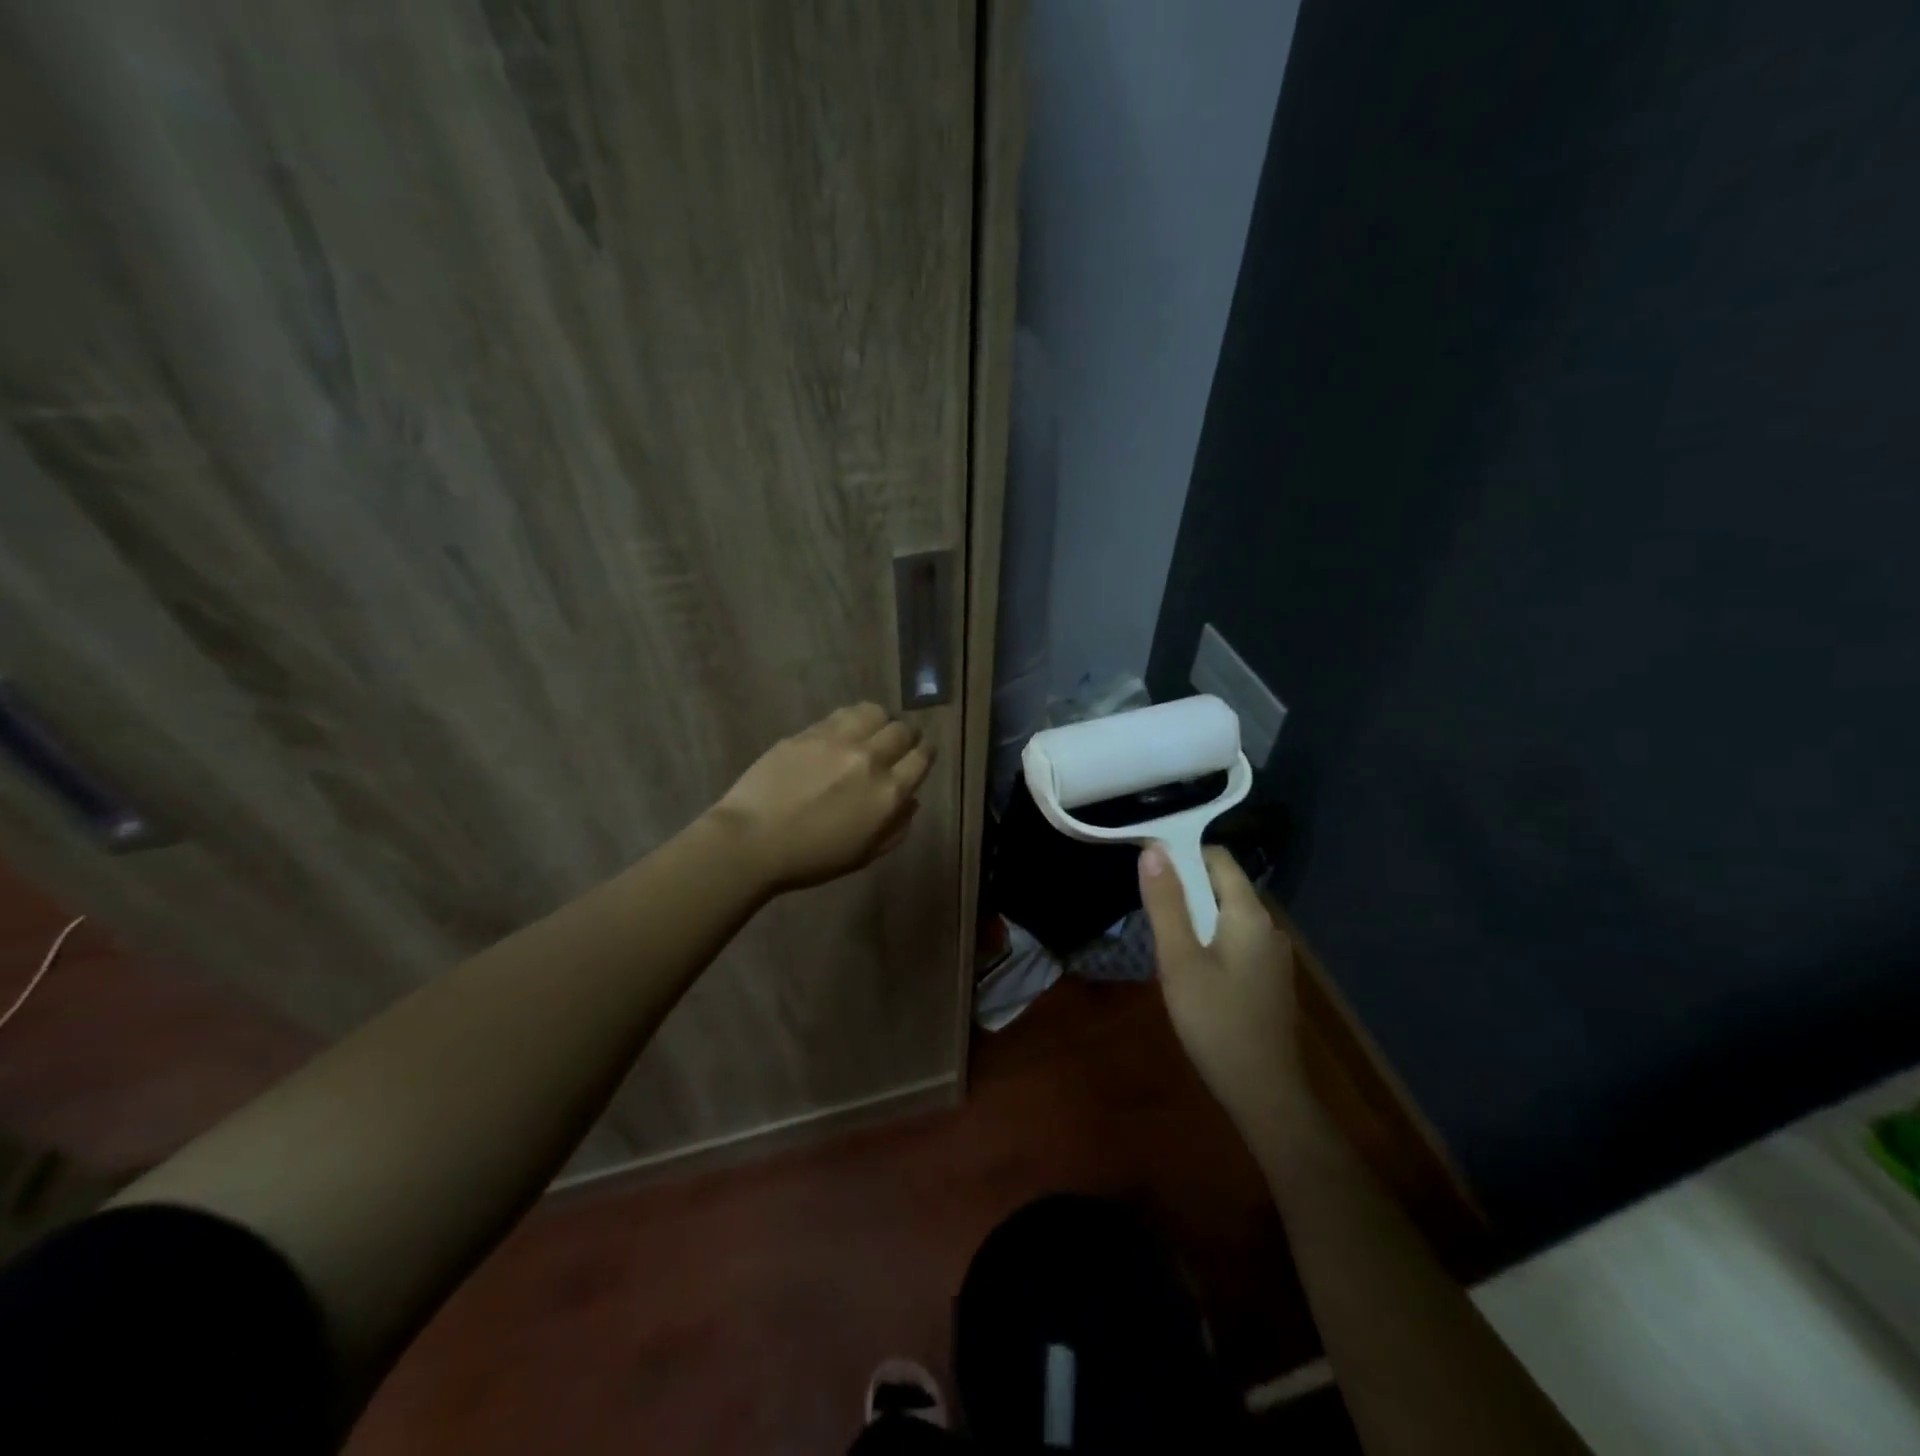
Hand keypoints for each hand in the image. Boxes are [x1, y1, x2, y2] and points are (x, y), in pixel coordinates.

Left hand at [708, 702, 934, 893]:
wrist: (752, 841)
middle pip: (903, 730)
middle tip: (898, 744)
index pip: (922, 758)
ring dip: (881, 720)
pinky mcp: (810, 732)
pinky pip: (843, 714)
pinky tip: (844, 731)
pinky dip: (853, 720)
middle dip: (906, 735)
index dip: (926, 753)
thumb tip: (911, 802)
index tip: (921, 754)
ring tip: (872, 730)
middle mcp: (870, 760)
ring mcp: (838, 741)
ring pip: (876, 712)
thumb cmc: (811, 858)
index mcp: (888, 794)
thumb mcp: (864, 854)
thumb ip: (895, 828)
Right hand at [1138, 844, 1305, 1136]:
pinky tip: (1190, 969)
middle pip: (1222, 885)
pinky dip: (1209, 939)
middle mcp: (1268, 926)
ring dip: (1194, 916)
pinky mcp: (1268, 978)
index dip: (1181, 852)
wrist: (1264, 1093)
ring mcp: (1272, 955)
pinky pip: (1234, 940)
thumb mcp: (1179, 960)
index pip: (1217, 858)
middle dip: (1184, 888)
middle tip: (1148, 910)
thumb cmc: (1216, 1022)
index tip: (1146, 864)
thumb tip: (1152, 850)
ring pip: (1226, 916)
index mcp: (1249, 914)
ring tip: (1163, 941)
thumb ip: (1166, 904)